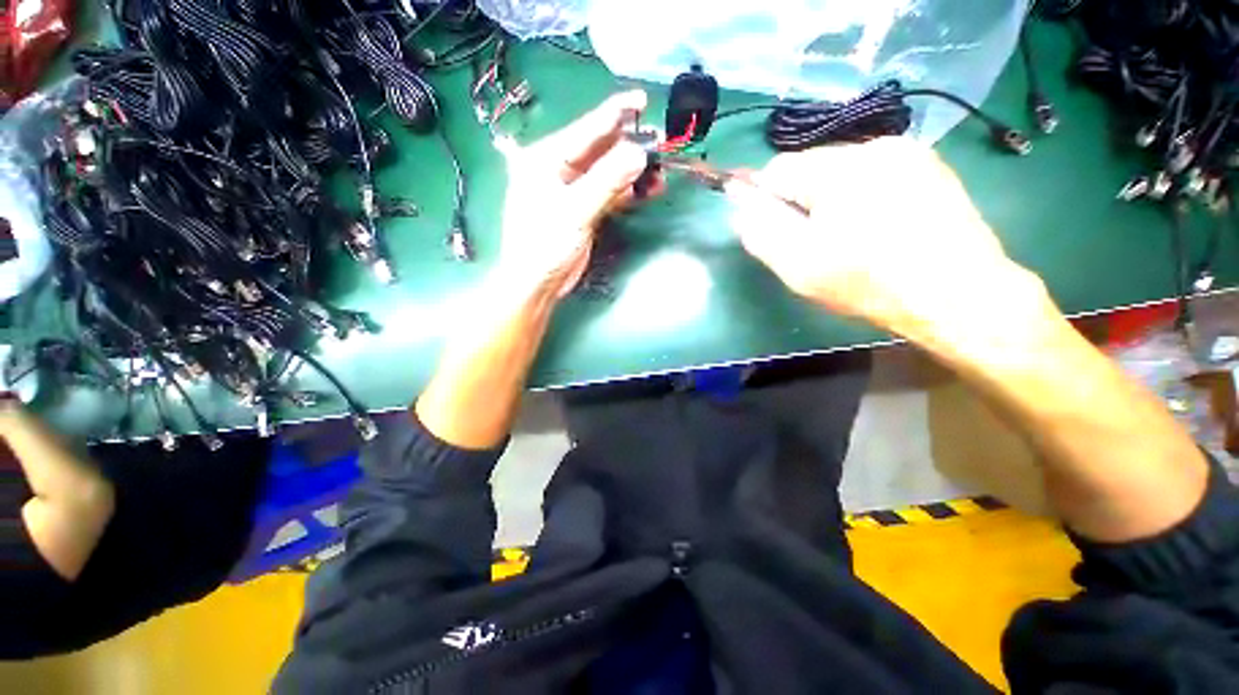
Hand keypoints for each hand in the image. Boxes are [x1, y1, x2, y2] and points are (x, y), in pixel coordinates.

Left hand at [493, 90, 650, 297]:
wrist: (538, 284)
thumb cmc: (545, 245)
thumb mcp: (575, 210)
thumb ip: (607, 181)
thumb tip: (640, 154)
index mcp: (547, 158)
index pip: (587, 130)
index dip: (615, 114)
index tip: (643, 100)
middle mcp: (560, 169)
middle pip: (600, 149)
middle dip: (630, 145)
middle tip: (660, 143)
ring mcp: (574, 190)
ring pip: (609, 172)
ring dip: (633, 171)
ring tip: (660, 171)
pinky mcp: (585, 209)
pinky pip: (610, 193)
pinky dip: (629, 191)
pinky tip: (648, 189)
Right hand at [727, 137, 1031, 338]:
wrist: (960, 295)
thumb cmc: (870, 283)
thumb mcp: (799, 266)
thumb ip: (760, 230)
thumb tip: (740, 203)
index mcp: (838, 169)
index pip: (776, 169)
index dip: (764, 198)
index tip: (772, 228)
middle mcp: (874, 146)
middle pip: (811, 166)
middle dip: (800, 200)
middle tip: (812, 241)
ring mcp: (908, 153)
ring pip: (842, 170)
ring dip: (831, 198)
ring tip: (847, 237)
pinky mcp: (931, 166)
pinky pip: (875, 174)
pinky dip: (862, 195)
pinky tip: (876, 227)